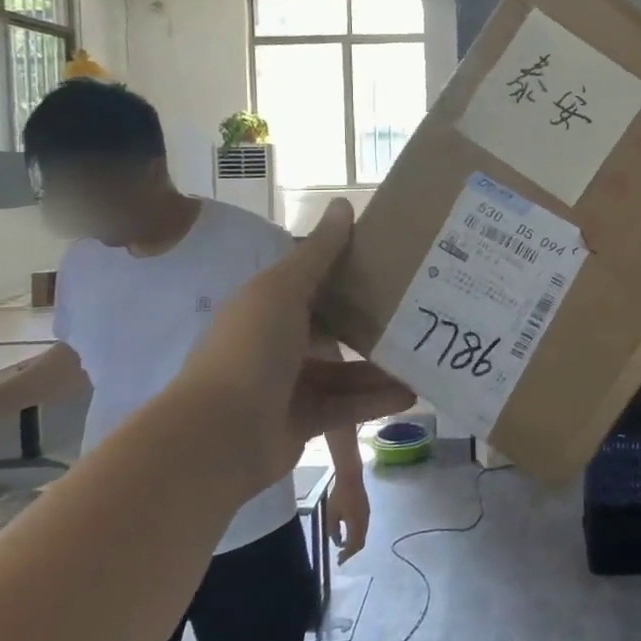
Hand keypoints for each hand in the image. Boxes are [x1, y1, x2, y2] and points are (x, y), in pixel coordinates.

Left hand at [175, 200, 413, 489]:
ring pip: (345, 370)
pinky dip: (375, 400)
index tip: (392, 266)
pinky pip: (346, 406)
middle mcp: (278, 341)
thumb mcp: (284, 290)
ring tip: (424, 358)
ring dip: (380, 366)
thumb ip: (319, 252)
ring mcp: (290, 384)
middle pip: (334, 328)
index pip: (315, 284)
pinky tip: (410, 394)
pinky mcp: (303, 421)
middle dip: (372, 324)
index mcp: (268, 305)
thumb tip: (343, 203)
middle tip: (418, 315)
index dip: (350, 274)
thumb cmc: (251, 350)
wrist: (217, 437)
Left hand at [325, 472, 369, 562]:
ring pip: (362, 535)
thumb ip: (333, 531)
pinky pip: (363, 528)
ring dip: (354, 542)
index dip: (346, 555)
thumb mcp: (331, 514)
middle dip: (351, 551)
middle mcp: (365, 521)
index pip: (354, 546)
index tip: (338, 561)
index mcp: (357, 524)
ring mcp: (367, 515)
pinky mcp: (366, 509)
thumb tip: (337, 542)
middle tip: (341, 556)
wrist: (351, 477)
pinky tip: (348, 532)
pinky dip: (356, 534)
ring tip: (343, 545)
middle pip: (360, 542)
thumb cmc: (339, 495)